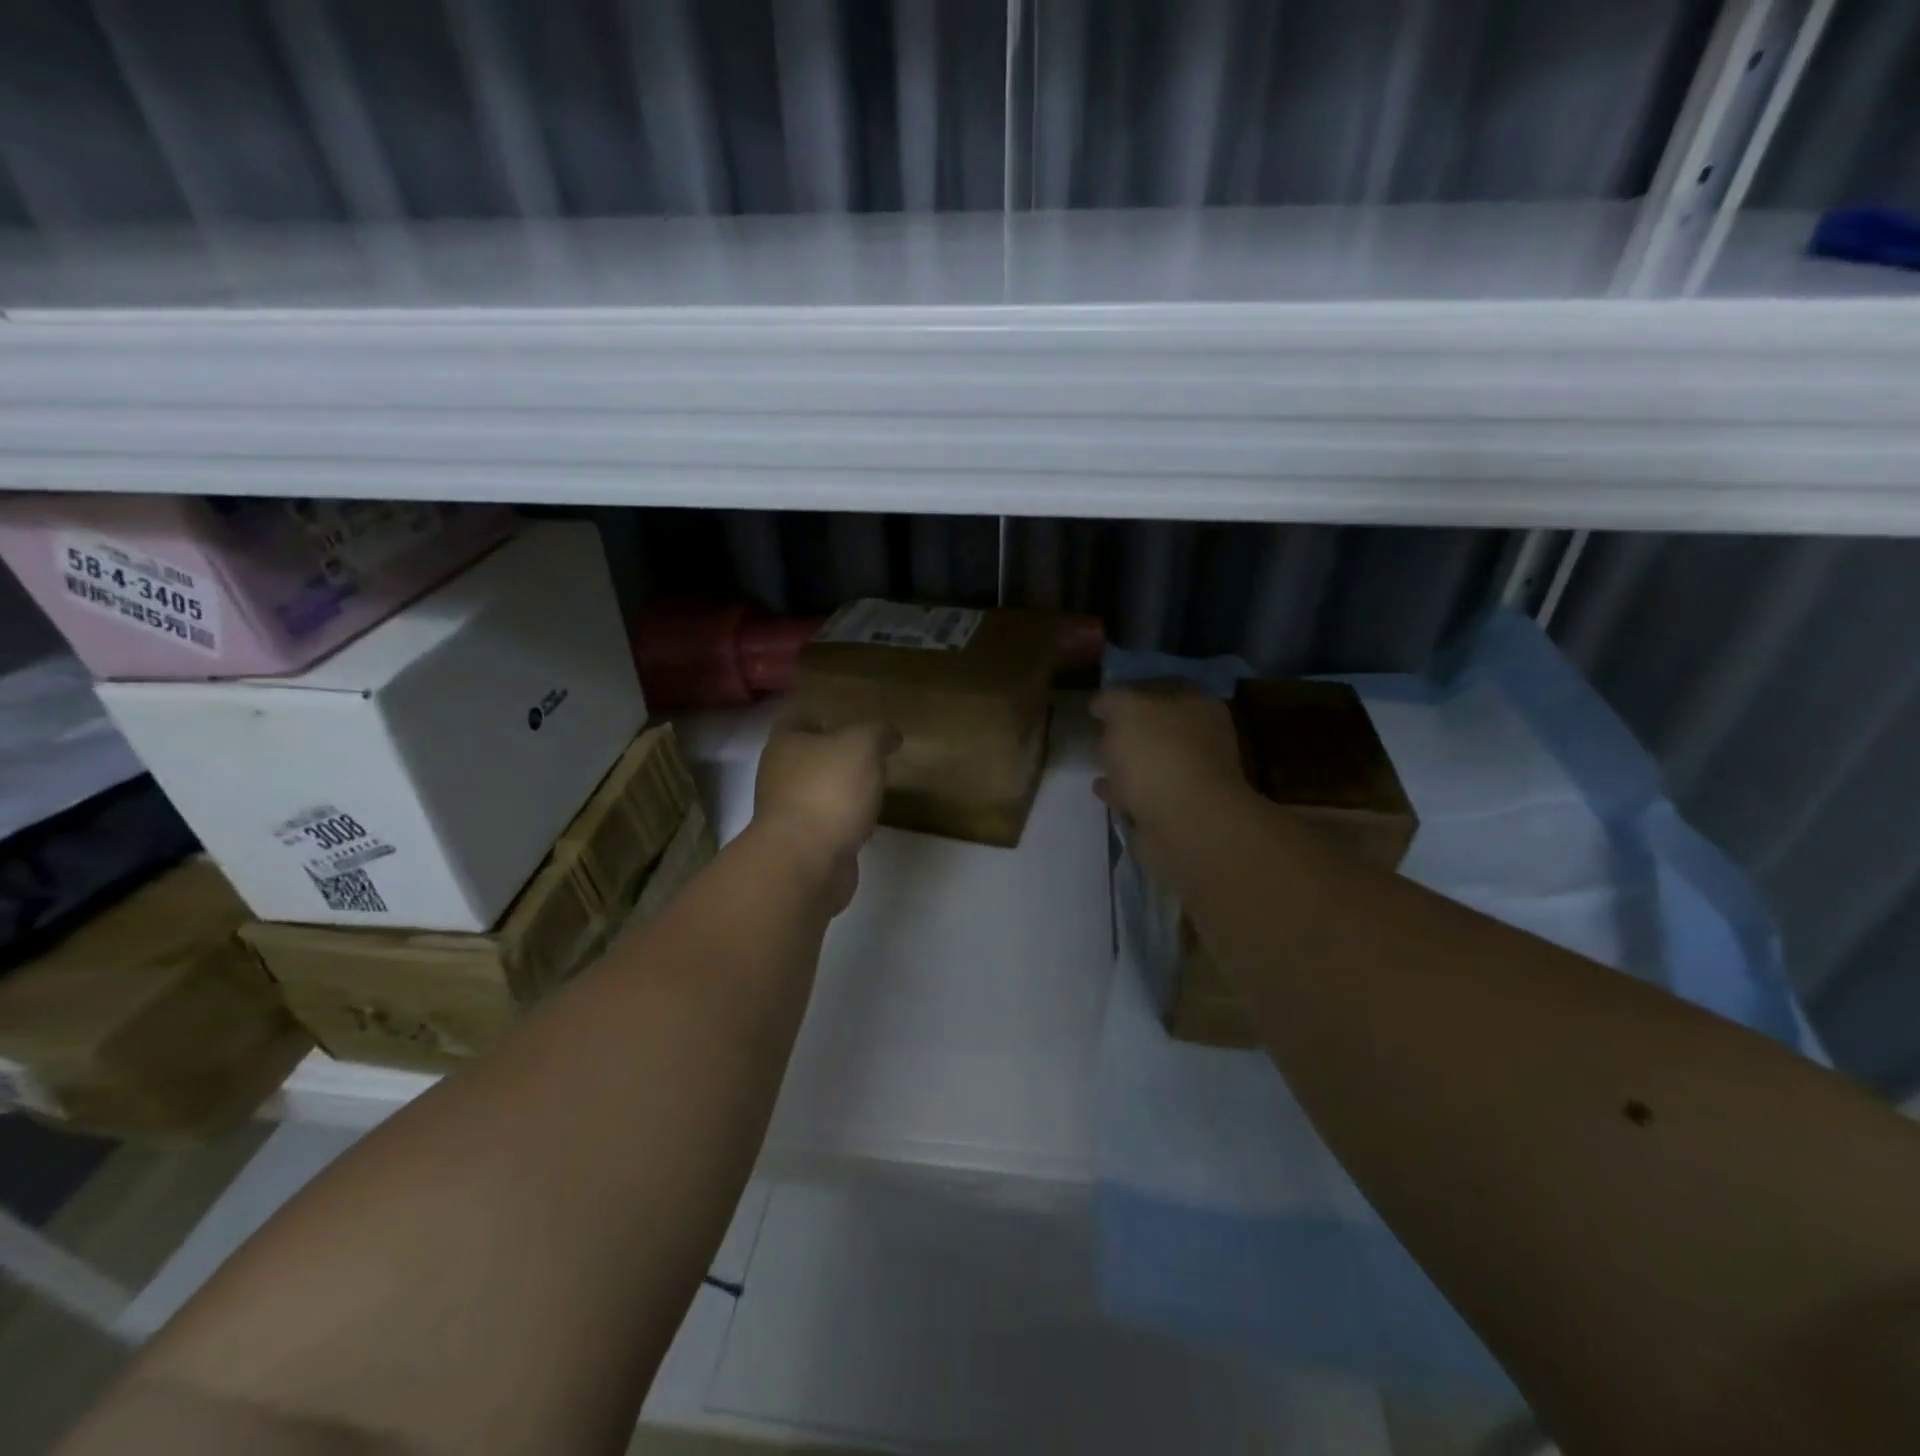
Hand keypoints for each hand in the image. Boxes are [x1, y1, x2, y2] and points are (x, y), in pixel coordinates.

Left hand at [752, 714, 900, 913]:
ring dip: (841, 791)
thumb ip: (878, 733)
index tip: (842, 716)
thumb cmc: (829, 789)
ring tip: (873, 788)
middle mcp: (780, 776)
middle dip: (834, 756)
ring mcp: (789, 813)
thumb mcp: (862, 745)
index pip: (796, 718)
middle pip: (807, 757)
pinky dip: (846, 822)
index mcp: (785, 744)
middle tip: (867, 753)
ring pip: (818, 793)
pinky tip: (868, 824)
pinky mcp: (804, 845)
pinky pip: (828, 825)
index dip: (817, 714)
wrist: (807, 860)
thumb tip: (889, 734)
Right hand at [1090, 681, 1246, 879]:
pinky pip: (1143, 794)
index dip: (1131, 691)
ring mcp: (1191, 778)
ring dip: (1125, 763)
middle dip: (1128, 730)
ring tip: (1096, 762)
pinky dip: (1124, 791)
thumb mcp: (1126, 710)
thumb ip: (1111, 700)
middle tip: (1098, 732)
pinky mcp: (1177, 811)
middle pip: (1157, 728)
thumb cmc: (1158, 755)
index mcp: (1197, 706)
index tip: (1101, 702)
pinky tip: (1102, 789)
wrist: (1186, 824)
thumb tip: (1101, 704)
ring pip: (1151, 763)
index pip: (1162, 688)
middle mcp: (1200, 739)